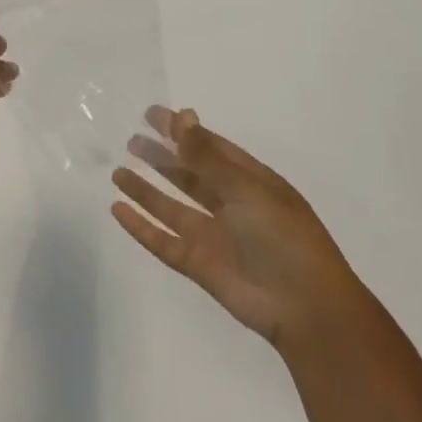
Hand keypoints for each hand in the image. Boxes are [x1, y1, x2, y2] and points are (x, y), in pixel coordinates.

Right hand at [111, 107, 355, 350]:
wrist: (304, 306)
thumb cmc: (282, 237)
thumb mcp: (246, 189)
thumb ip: (207, 156)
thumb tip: (183, 115)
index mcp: (251, 182)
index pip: (211, 148)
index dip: (182, 131)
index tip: (151, 115)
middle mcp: (231, 205)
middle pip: (189, 176)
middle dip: (162, 158)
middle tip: (131, 142)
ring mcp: (214, 236)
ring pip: (172, 207)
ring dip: (146, 190)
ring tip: (117, 172)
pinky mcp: (199, 265)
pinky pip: (163, 241)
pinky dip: (140, 227)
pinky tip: (118, 210)